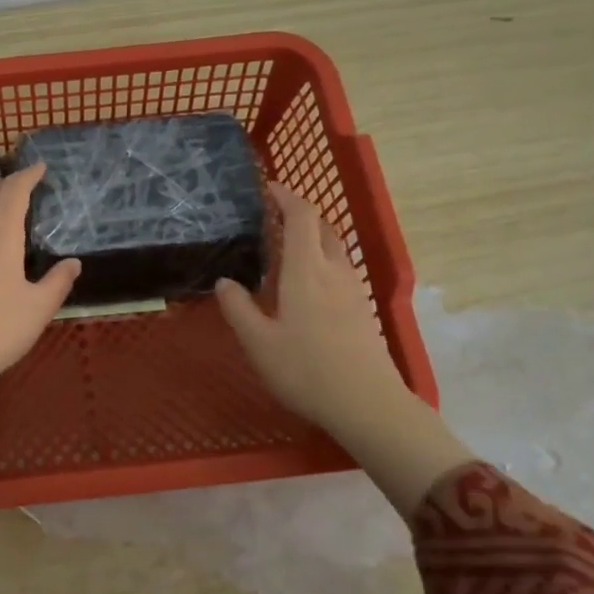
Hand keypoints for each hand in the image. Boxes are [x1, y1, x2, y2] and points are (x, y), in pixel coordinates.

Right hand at [215, 184, 470, 518]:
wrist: (368, 405)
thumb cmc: (306, 370)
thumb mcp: (258, 343)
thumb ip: (238, 308)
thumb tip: (225, 281)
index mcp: (306, 270)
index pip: (301, 216)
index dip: (286, 196)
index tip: (268, 188)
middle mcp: (334, 270)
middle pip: (321, 227)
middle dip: (299, 214)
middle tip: (271, 218)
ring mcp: (353, 290)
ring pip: (333, 249)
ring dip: (311, 238)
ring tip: (284, 250)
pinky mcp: (362, 309)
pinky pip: (339, 269)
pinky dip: (321, 261)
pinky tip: (306, 285)